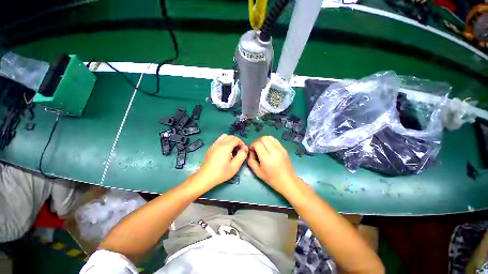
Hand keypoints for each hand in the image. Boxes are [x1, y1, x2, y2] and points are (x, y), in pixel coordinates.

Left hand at [193, 134, 247, 189]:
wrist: (205, 177)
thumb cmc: (221, 173)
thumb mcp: (235, 166)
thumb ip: (242, 156)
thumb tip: (245, 148)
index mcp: (225, 147)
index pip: (236, 139)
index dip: (241, 143)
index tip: (243, 151)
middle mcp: (219, 143)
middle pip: (230, 136)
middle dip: (237, 141)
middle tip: (239, 150)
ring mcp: (214, 145)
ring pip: (224, 137)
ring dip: (230, 141)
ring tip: (232, 150)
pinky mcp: (211, 148)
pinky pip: (219, 140)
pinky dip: (224, 142)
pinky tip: (225, 151)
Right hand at [248, 136, 301, 196]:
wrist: (287, 181)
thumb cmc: (271, 179)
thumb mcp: (257, 172)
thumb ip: (251, 161)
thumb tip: (250, 152)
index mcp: (266, 158)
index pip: (257, 144)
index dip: (252, 145)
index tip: (251, 150)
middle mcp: (274, 151)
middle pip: (263, 138)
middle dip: (257, 141)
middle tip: (256, 148)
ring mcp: (280, 149)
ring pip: (269, 137)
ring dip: (263, 140)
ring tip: (262, 147)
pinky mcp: (284, 149)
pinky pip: (275, 140)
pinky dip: (269, 141)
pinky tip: (269, 148)